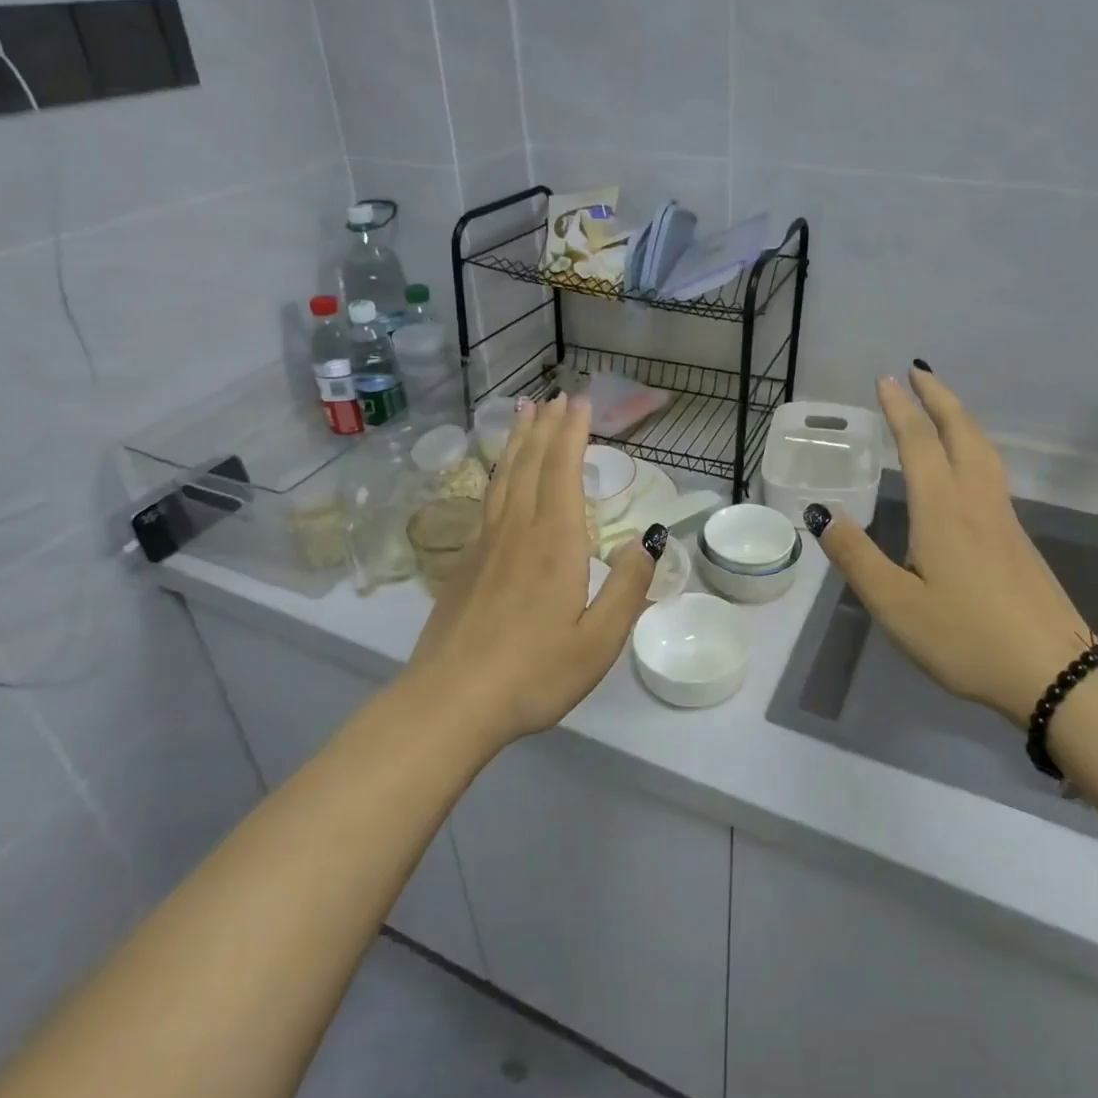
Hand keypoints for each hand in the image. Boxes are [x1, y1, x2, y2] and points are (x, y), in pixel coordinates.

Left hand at [407, 394, 659, 746]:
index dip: (572, 432)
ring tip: (522, 412)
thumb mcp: (598, 641)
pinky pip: (487, 500)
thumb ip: (628, 588)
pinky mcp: (466, 563)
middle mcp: (518, 531)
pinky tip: (499, 477)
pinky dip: (498, 473)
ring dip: (517, 441)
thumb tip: (647, 541)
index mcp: (555, 543)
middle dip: (545, 426)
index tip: (579, 401)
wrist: (450, 702)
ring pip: (504, 477)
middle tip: (553, 395)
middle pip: (531, 464)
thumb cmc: (534, 673)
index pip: (563, 471)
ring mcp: (486, 545)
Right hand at [809, 366, 1092, 727]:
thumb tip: (823, 512)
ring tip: (942, 405)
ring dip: (960, 417)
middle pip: (961, 433)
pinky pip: (992, 471)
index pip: (920, 444)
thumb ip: (857, 557)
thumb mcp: (895, 605)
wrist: (1057, 673)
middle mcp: (976, 502)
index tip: (886, 379)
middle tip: (917, 371)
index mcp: (942, 510)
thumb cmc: (966, 638)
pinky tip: (968, 463)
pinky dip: (974, 445)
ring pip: (983, 450)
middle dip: (938, 397)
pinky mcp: (1018, 539)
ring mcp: (1004, 518)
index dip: (901, 410)